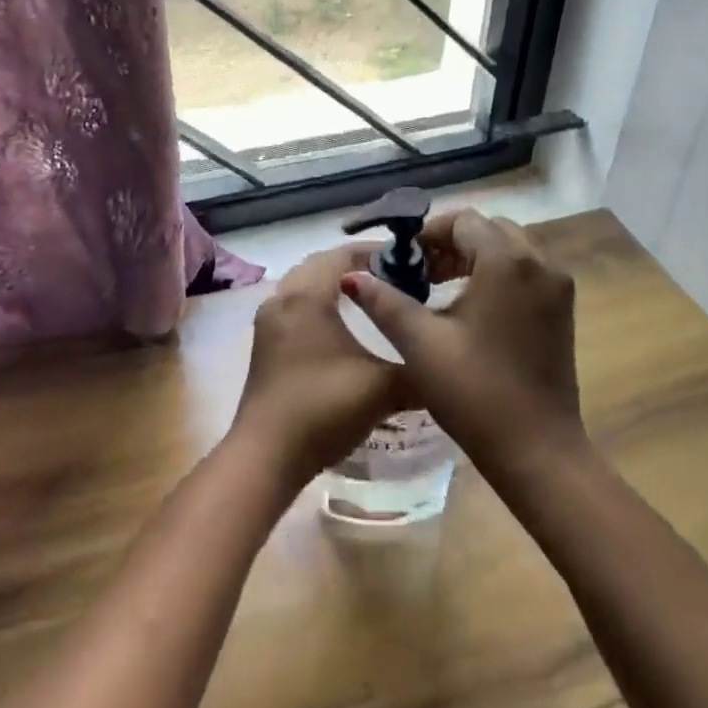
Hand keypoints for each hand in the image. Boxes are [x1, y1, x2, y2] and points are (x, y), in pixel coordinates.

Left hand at [229, 244, 403, 490]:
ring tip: (370, 300)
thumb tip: (444, 363)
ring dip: (332, 286)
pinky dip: (317, 306)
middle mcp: (282, 299)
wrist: (268, 455)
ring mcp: (268, 323)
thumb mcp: (383, 388)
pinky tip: (341, 330)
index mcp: (307, 296)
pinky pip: (294, 308)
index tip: (408, 261)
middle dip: (354, 266)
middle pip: (319, 265)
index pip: (341, 255)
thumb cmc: (324, 408)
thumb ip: (417, 369)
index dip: (375, 252)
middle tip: (392, 278)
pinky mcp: (264, 346)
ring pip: (303, 287)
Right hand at [340, 211, 583, 480]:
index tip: (402, 259)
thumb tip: (352, 276)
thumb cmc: (474, 392)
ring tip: (439, 287)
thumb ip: (384, 302)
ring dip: (474, 257)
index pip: (464, 222)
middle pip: (489, 230)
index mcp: (507, 262)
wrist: (537, 450)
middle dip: (451, 242)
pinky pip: (526, 271)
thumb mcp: (421, 344)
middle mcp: (540, 263)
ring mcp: (557, 286)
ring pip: (510, 248)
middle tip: (420, 272)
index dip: (428, 233)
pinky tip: (470, 306)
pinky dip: (497, 274)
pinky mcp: (562, 309)